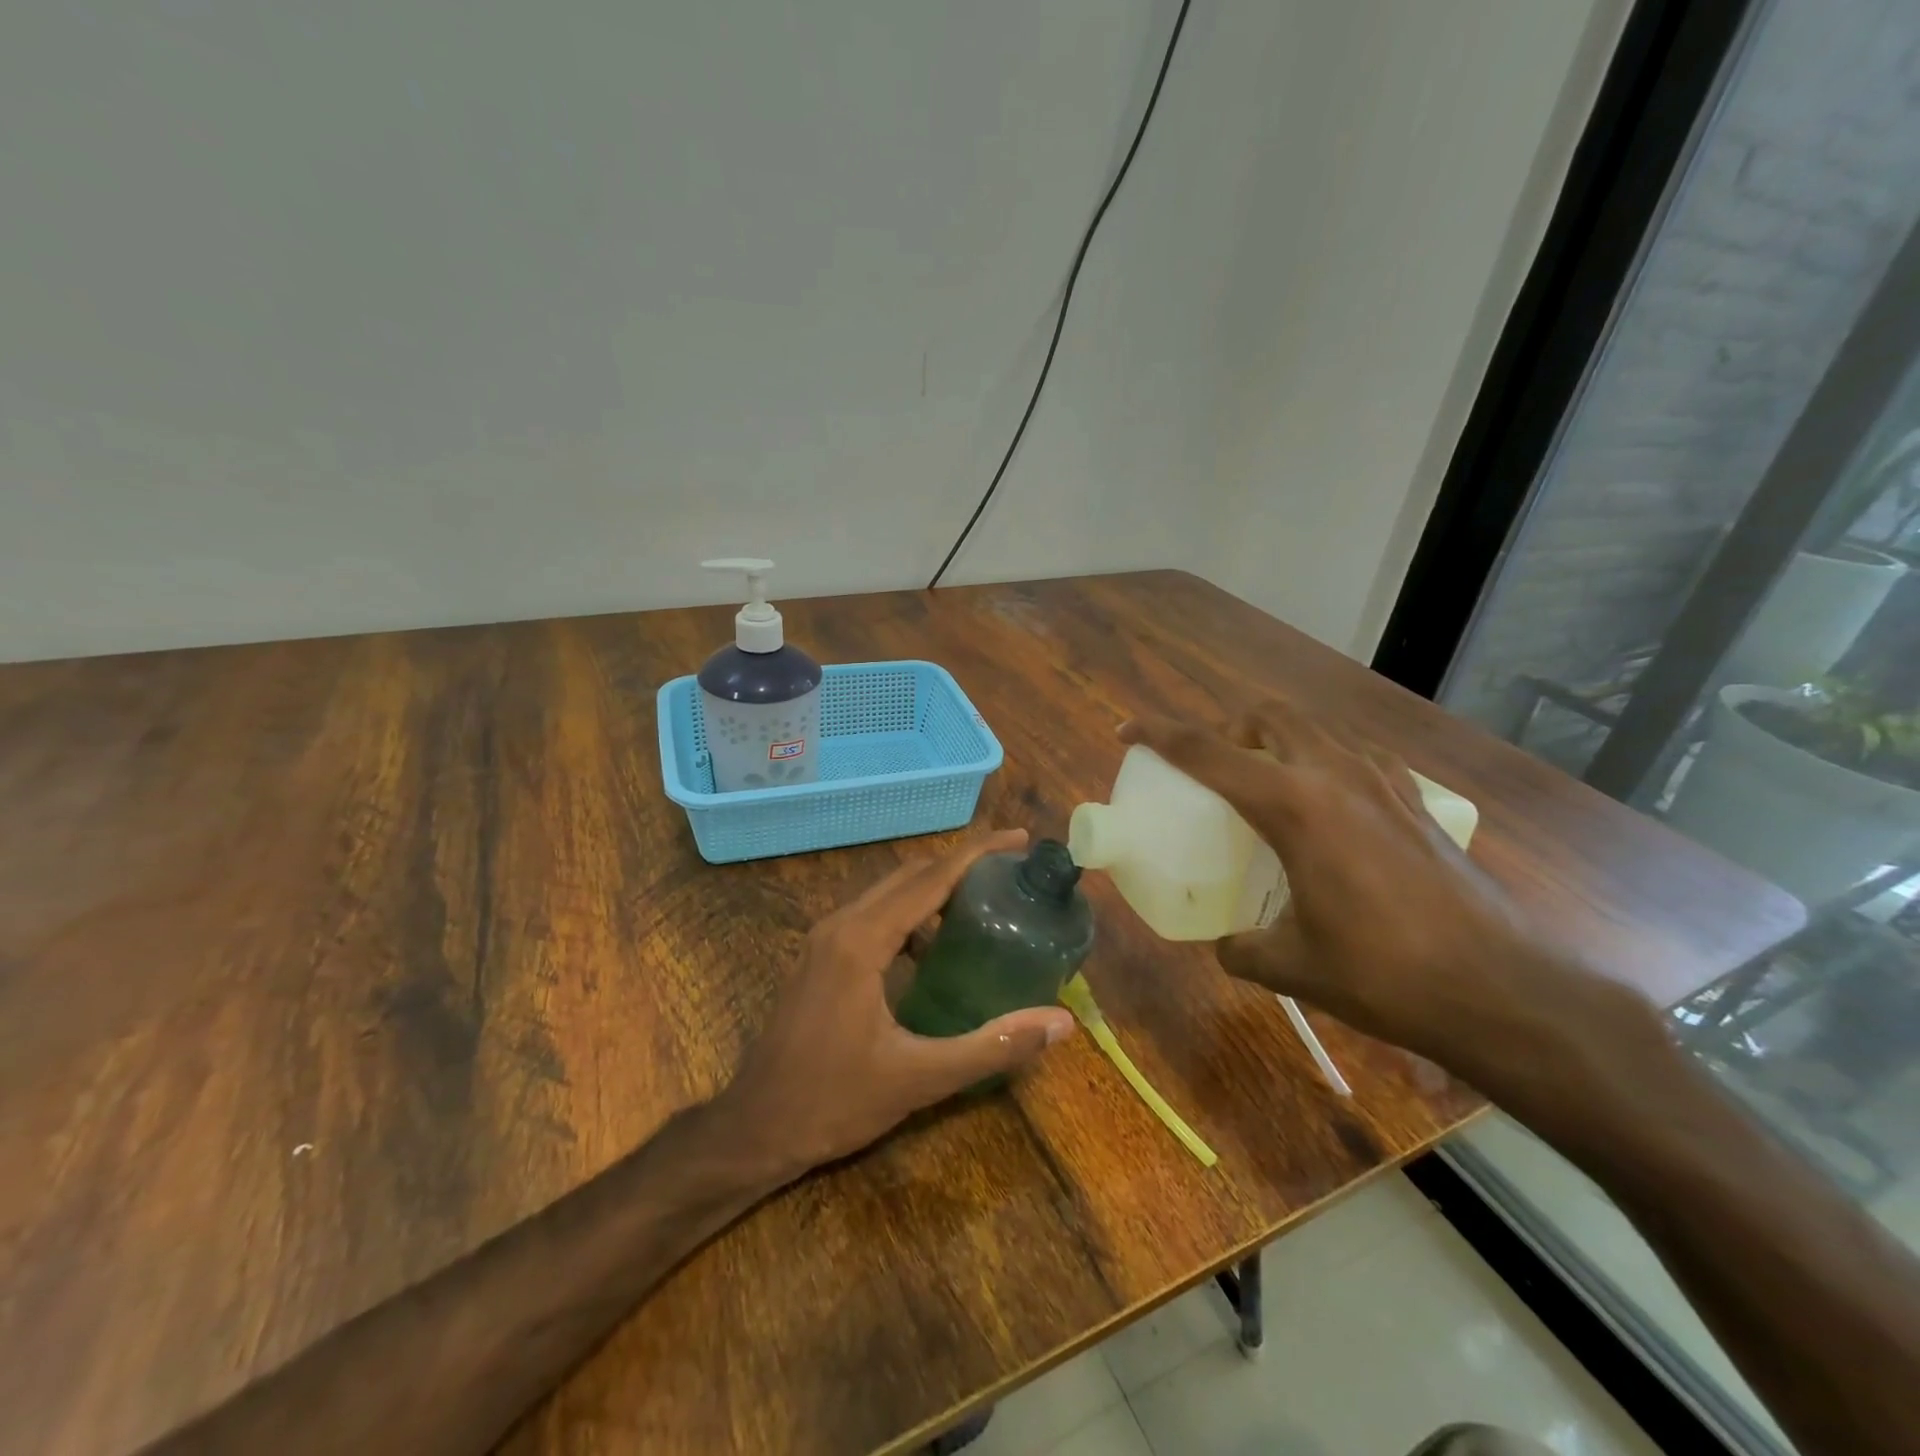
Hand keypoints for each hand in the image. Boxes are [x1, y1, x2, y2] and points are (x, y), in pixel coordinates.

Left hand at [715, 830, 1075, 1178]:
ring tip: (983, 906)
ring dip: (935, 889)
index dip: (978, 854)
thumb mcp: (920, 1078)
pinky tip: (936, 948)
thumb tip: (1060, 1023)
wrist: (754, 1129)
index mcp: (862, 940)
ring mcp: (824, 938)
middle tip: (1011, 873)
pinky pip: (873, 915)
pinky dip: (911, 914)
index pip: (931, 878)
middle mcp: (841, 924)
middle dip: (961, 865)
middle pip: (910, 875)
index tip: (1019, 839)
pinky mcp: (820, 956)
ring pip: (889, 893)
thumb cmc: (833, 1102)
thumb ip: (992, 1046)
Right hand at [1120, 703, 1613, 1082]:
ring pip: (1313, 728)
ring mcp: (1382, 781)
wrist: (1502, 989)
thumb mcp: (1292, 964)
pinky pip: (1355, 754)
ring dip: (1275, 738)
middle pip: (1265, 718)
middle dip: (1225, 729)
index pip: (1208, 752)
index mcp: (1293, 805)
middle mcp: (1334, 775)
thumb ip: (1243, 948)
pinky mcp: (1414, 800)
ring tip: (1262, 779)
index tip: (1129, 731)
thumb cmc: (1384, 973)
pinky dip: (1323, 758)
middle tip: (1208, 766)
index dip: (1160, 736)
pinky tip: (1326, 800)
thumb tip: (1225, 944)